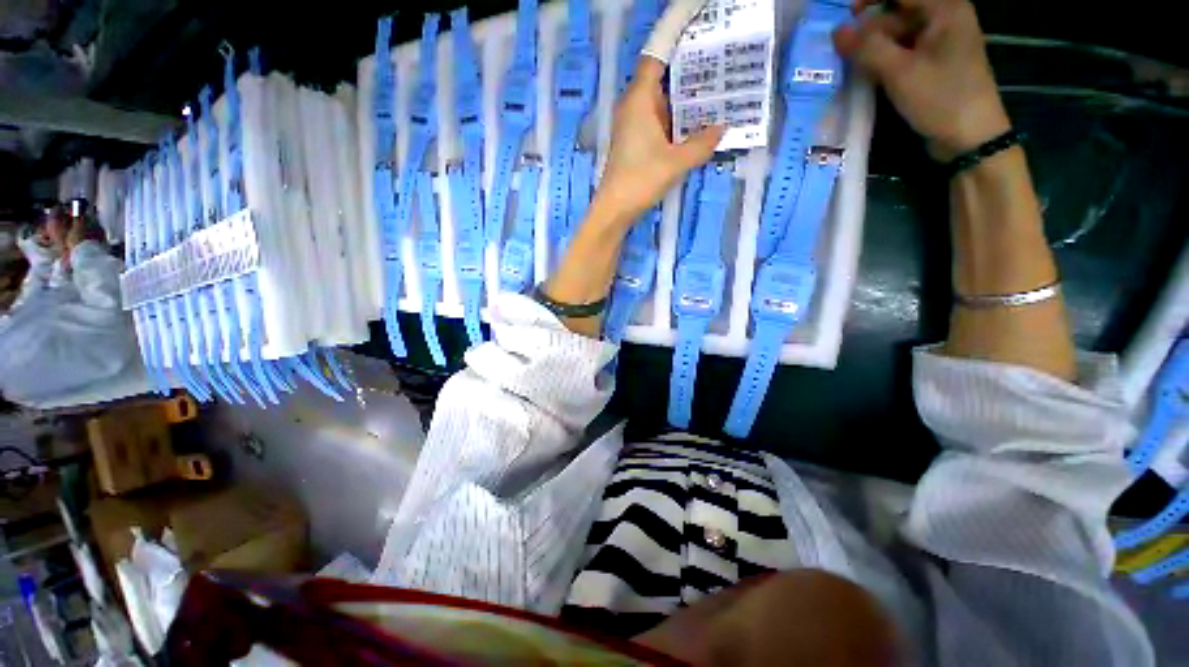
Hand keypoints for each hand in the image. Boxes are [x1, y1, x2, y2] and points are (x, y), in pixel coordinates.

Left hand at [592, 57, 724, 224]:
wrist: (615, 209)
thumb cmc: (641, 180)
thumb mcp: (677, 162)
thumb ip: (702, 144)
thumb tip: (723, 128)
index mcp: (639, 100)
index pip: (656, 61)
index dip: (678, 52)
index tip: (704, 53)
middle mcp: (632, 107)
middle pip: (661, 84)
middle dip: (688, 82)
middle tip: (721, 80)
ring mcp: (631, 127)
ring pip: (660, 107)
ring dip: (683, 107)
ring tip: (715, 103)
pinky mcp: (633, 143)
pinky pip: (657, 124)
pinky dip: (673, 124)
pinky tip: (693, 130)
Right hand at [833, 0, 1010, 159]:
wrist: (970, 138)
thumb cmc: (941, 99)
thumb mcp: (900, 73)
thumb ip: (867, 49)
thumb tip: (836, 32)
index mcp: (944, 9)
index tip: (843, 12)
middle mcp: (943, 19)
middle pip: (897, 12)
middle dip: (868, 26)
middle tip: (841, 47)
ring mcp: (938, 43)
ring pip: (897, 34)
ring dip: (872, 46)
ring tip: (848, 63)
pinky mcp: (932, 64)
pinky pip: (901, 52)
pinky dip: (882, 60)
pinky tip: (865, 72)